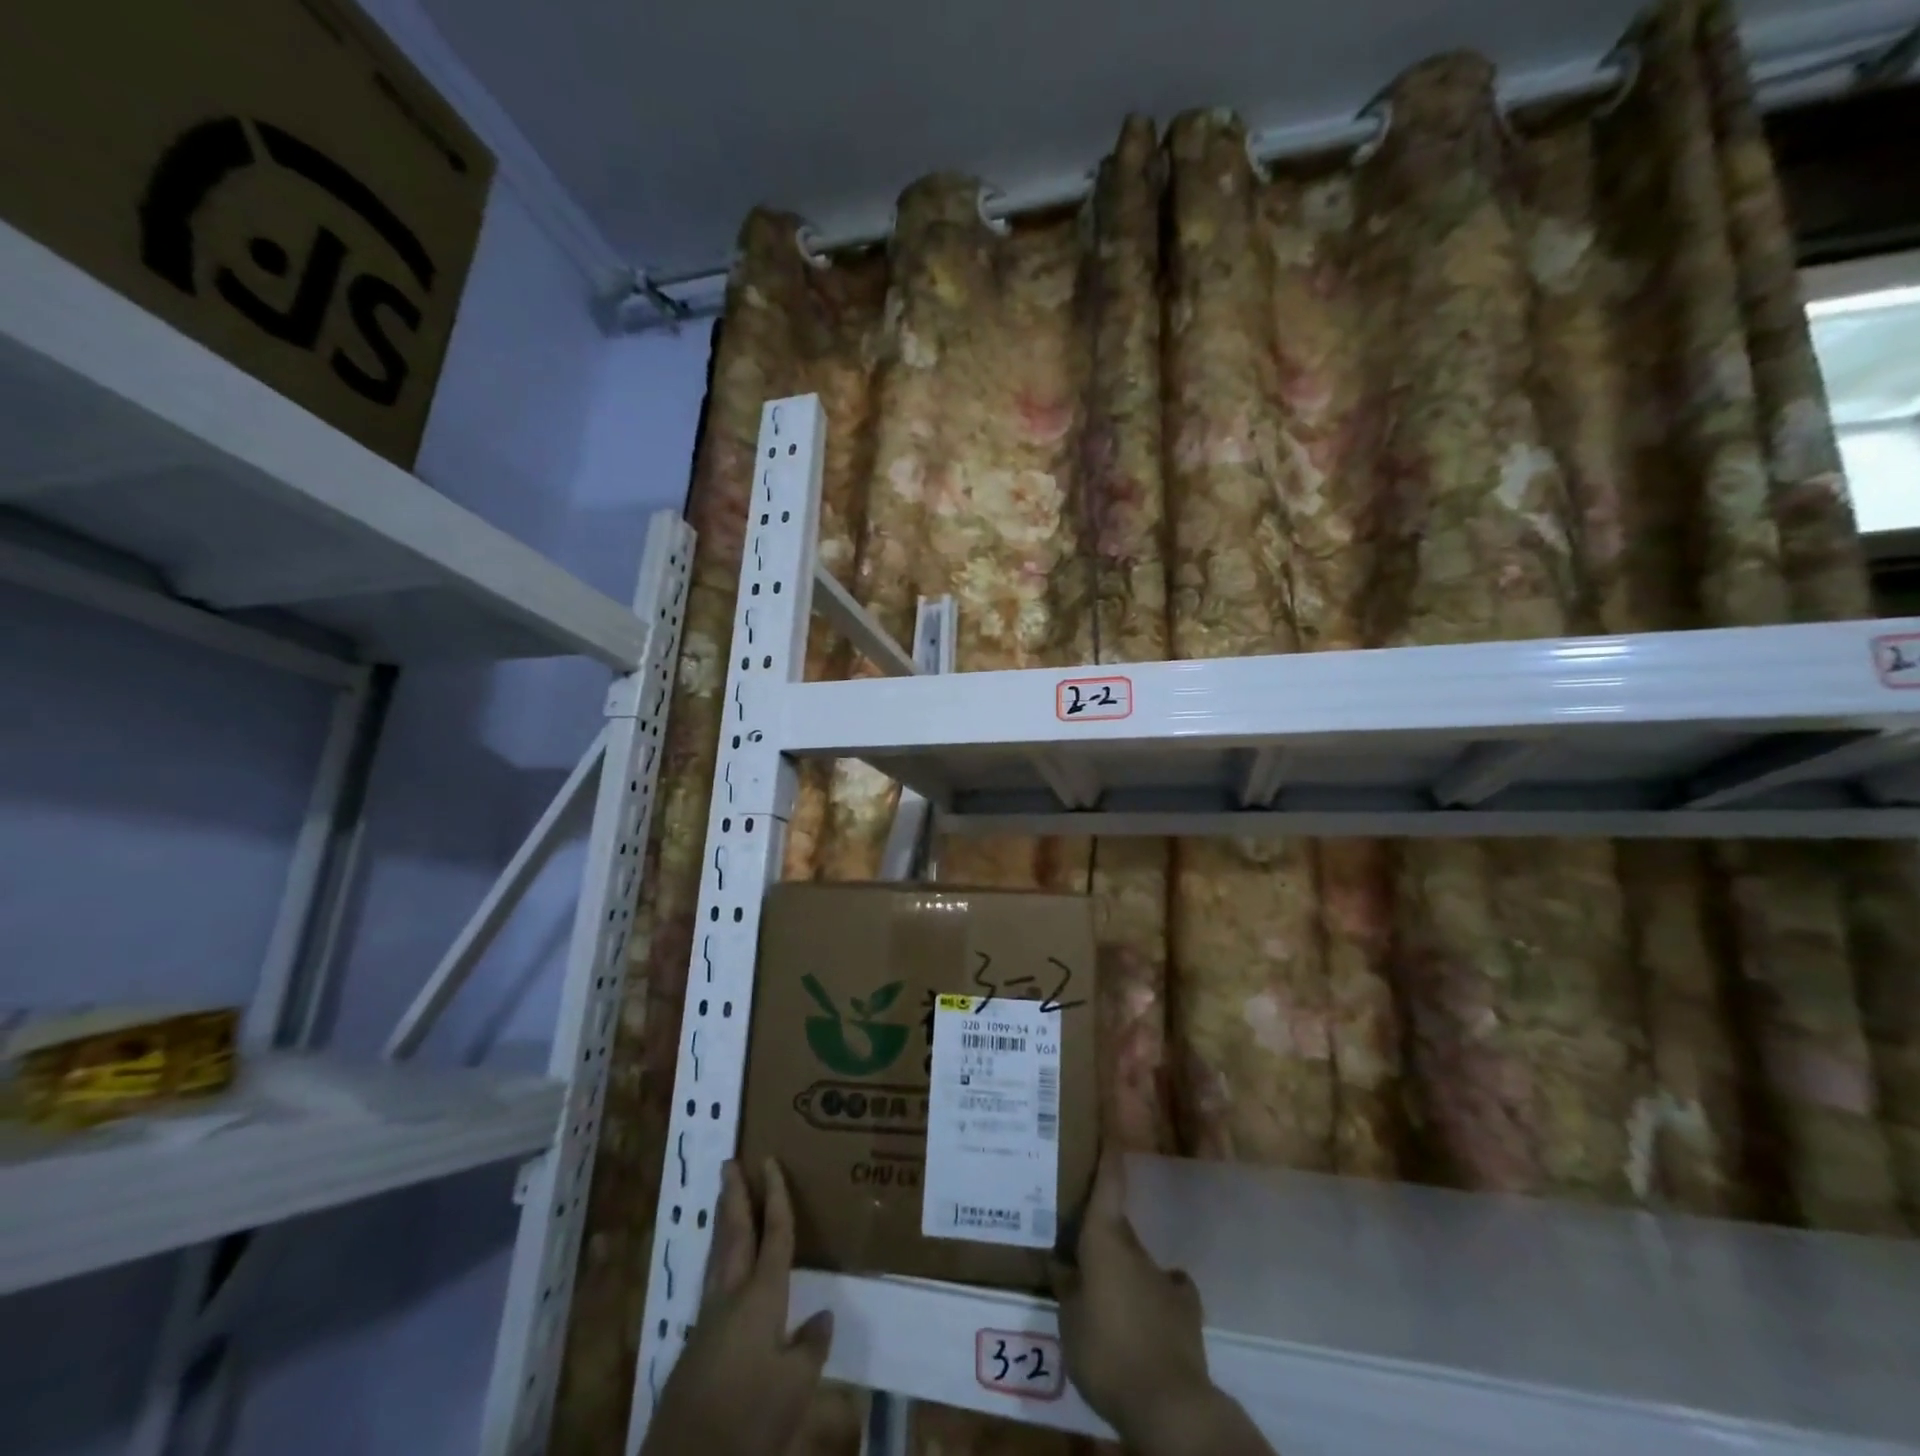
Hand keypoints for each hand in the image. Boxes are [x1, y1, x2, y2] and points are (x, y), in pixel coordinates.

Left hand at [643, 1158, 832, 1455]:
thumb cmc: (748, 1416)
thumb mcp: (795, 1387)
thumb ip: (811, 1347)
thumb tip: (821, 1316)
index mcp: (761, 1296)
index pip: (774, 1234)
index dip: (776, 1196)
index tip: (769, 1161)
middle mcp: (732, 1296)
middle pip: (735, 1234)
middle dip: (735, 1197)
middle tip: (730, 1163)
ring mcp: (709, 1320)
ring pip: (718, 1256)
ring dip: (724, 1223)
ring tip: (725, 1198)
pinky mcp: (697, 1345)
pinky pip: (713, 1281)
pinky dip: (721, 1256)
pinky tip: (724, 1267)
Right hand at [1050, 1145, 1217, 1449]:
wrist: (1169, 1402)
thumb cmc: (1107, 1349)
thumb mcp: (1069, 1320)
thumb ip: (1066, 1287)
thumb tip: (1061, 1263)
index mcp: (1105, 1239)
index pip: (1108, 1183)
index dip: (1108, 1152)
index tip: (1109, 1121)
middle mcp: (1136, 1248)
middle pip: (1114, 1228)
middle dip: (1098, 1234)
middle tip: (1075, 1248)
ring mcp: (1164, 1278)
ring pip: (1135, 1263)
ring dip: (1121, 1272)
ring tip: (1103, 1298)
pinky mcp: (1185, 1311)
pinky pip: (1162, 1293)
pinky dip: (1150, 1300)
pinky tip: (1140, 1320)